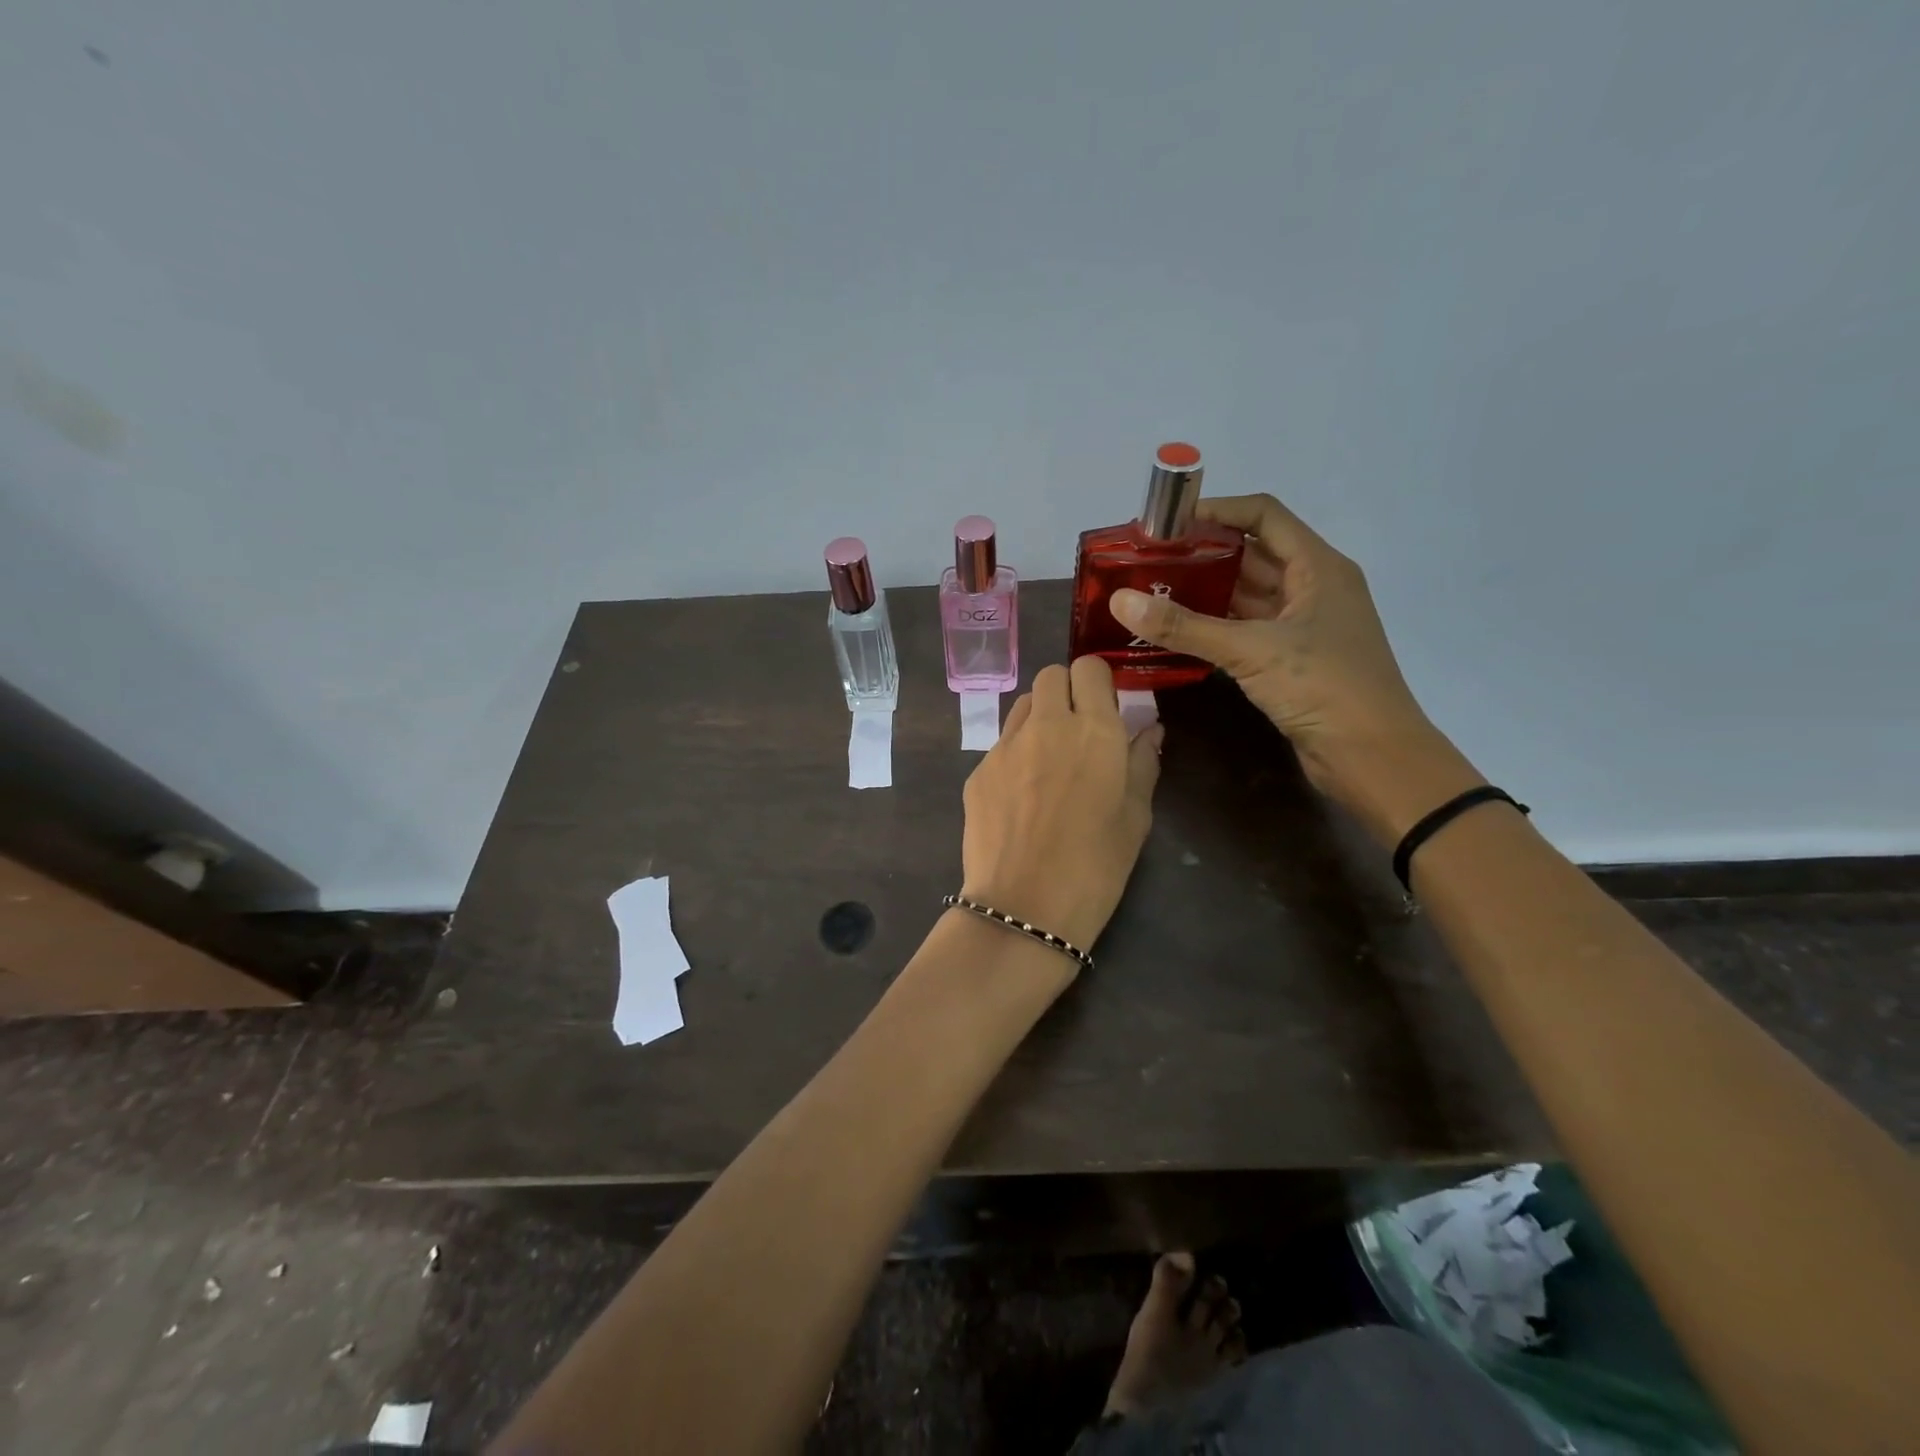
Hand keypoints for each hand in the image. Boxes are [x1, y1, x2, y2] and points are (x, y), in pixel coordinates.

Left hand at [959, 656, 1163, 955]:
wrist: (1023, 907)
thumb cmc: (1095, 867)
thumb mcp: (1135, 818)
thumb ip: (1142, 764)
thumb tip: (1149, 730)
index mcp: (1094, 730)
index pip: (1089, 668)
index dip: (1098, 681)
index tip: (1106, 706)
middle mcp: (1046, 725)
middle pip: (1051, 675)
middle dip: (1067, 691)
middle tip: (1079, 730)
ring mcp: (1005, 746)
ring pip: (1023, 705)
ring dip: (1040, 716)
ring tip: (1050, 759)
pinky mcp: (978, 770)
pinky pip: (1001, 744)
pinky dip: (1016, 753)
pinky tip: (1022, 795)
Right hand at [1108, 494, 1479, 835]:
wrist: (1372, 757)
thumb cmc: (1323, 688)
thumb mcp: (1250, 651)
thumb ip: (1184, 626)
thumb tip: (1120, 601)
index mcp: (1318, 567)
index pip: (1264, 515)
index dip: (1217, 510)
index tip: (1167, 522)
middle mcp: (1313, 587)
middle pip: (1252, 553)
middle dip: (1202, 553)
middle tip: (1148, 559)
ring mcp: (1303, 625)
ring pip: (1247, 594)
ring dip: (1205, 591)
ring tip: (1152, 591)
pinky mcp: (1291, 659)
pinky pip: (1246, 629)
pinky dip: (1214, 626)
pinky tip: (1176, 631)